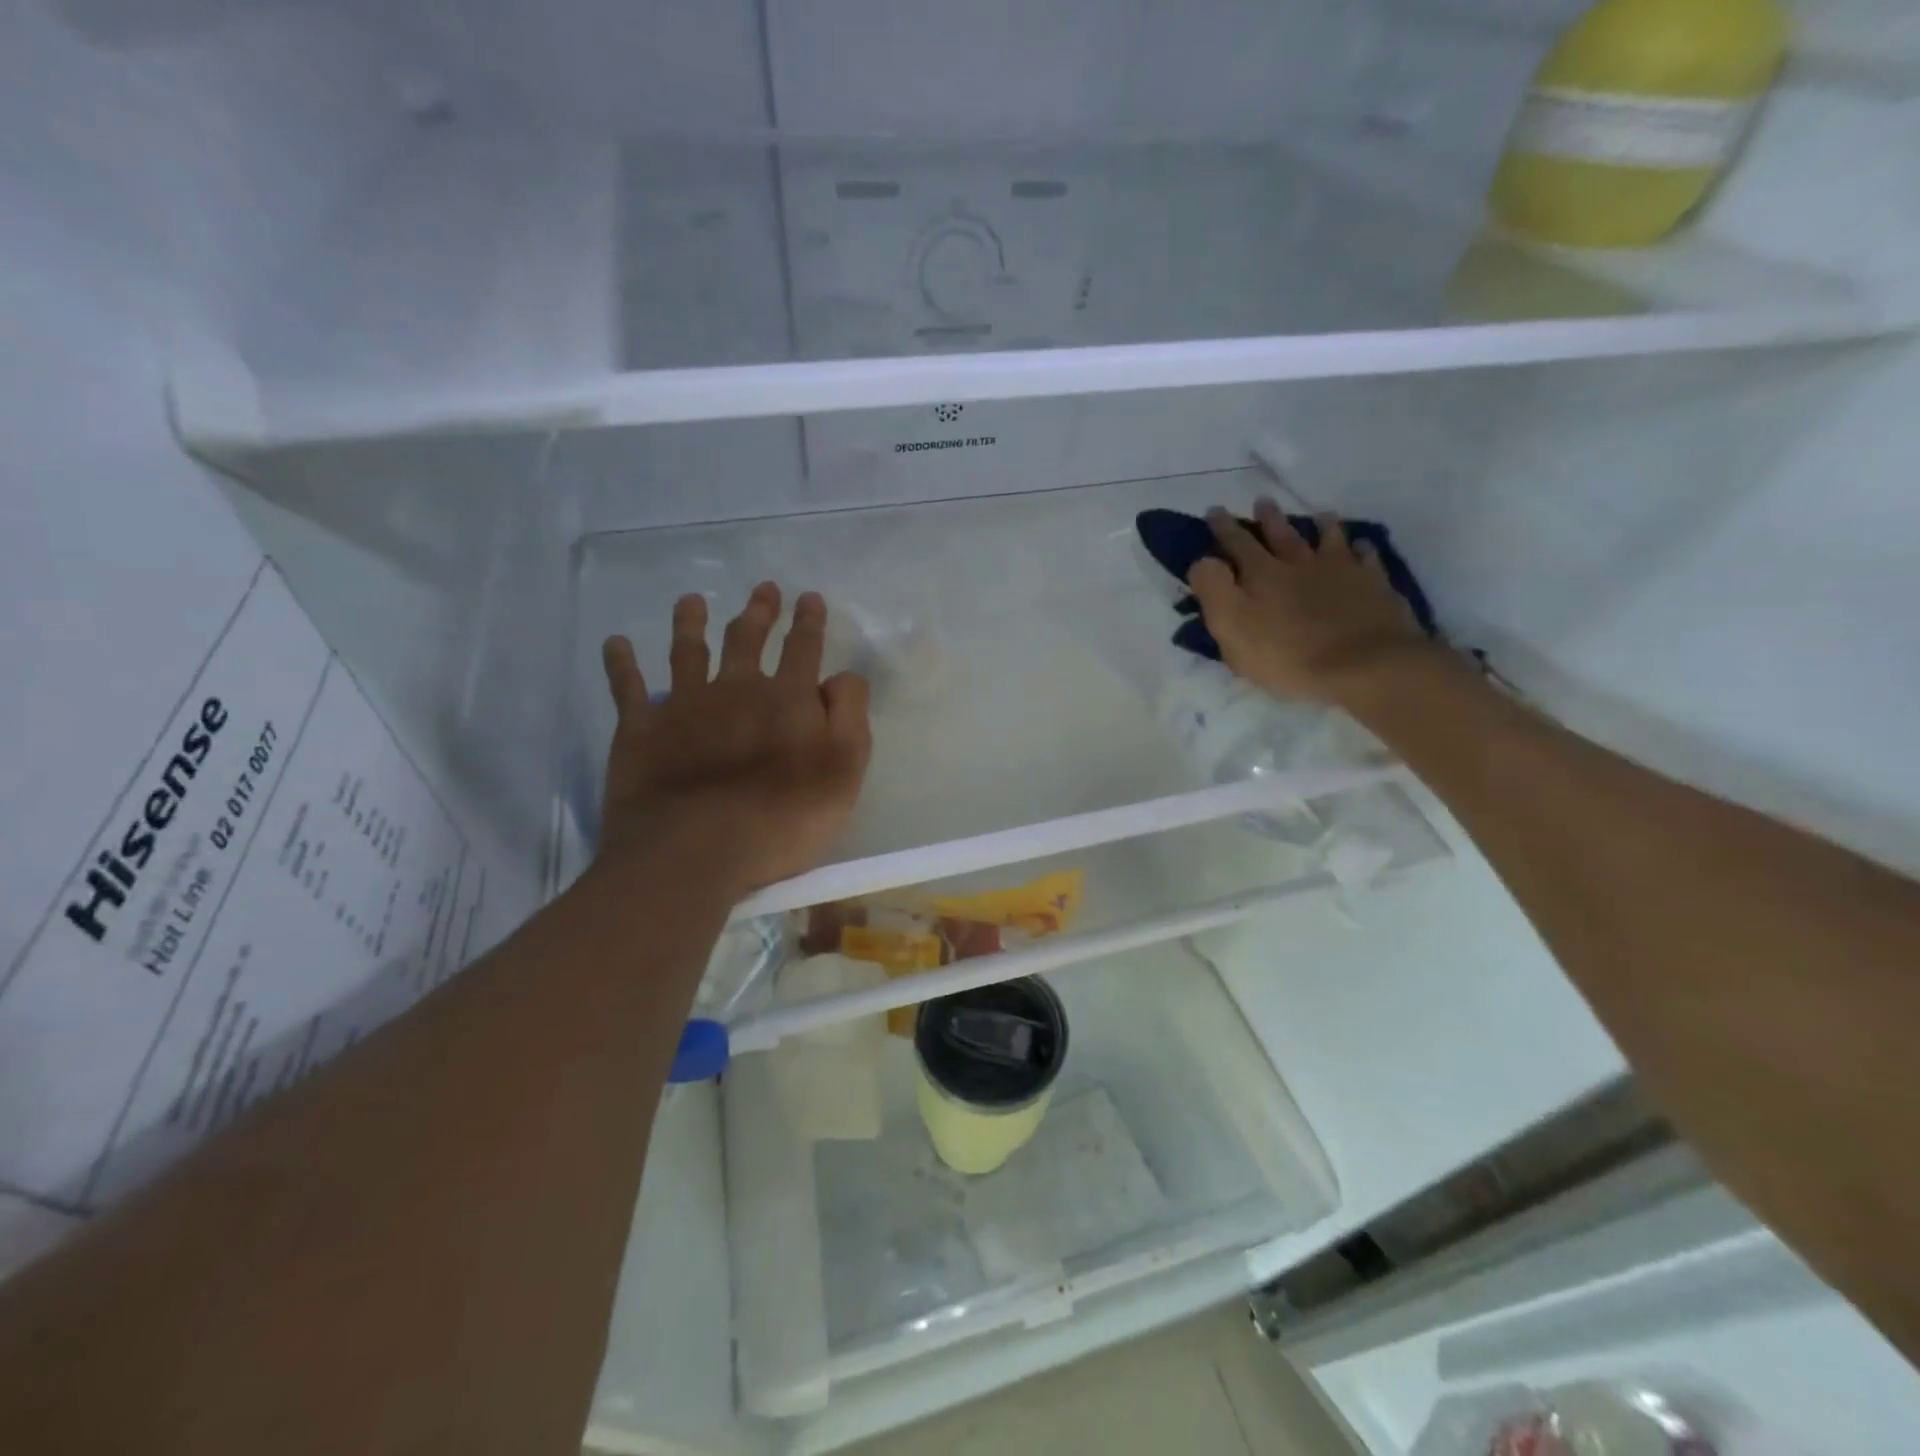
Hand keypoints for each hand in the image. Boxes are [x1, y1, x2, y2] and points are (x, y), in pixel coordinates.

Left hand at [598, 583, 871, 894]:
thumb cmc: (783, 818)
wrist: (696, 850)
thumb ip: (849, 717)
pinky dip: (621, 662)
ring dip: (690, 623)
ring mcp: (684, 705)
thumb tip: (842, 677)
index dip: (809, 622)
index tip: (810, 598)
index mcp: (787, 699)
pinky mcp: (640, 730)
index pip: (803, 648)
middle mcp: (735, 688)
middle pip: (747, 639)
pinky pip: (627, 686)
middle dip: (759, 612)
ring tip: (691, 601)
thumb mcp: (844, 771)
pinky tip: (616, 643)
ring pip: (687, 651)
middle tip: (764, 589)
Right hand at [1188, 499, 1435, 706]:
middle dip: (1269, 517)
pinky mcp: (1373, 584)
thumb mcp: (1231, 628)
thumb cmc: (1286, 655)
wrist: (1362, 665)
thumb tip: (1204, 561)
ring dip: (1320, 525)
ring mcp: (1341, 570)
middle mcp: (1300, 563)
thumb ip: (1214, 591)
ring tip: (1319, 515)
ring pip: (1328, 538)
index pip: (1237, 543)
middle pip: (1282, 534)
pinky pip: (1367, 558)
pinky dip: (1362, 549)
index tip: (1215, 510)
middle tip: (1262, 501)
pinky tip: (1362, 546)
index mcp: (1262, 574)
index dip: (1224, 527)